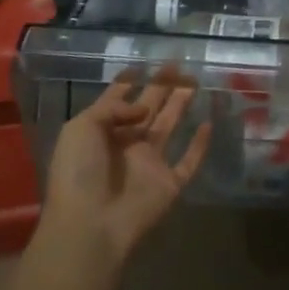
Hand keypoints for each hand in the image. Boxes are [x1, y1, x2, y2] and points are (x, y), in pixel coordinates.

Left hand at [41, 73, 210, 268]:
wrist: (91, 225)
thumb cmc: (79, 172)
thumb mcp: (82, 127)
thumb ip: (113, 108)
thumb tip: (144, 109)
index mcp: (101, 132)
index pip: (117, 101)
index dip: (129, 82)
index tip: (143, 64)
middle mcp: (126, 144)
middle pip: (148, 108)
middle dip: (162, 86)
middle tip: (179, 65)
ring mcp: (149, 164)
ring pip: (169, 127)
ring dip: (180, 105)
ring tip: (195, 81)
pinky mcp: (169, 183)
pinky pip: (189, 161)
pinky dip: (200, 145)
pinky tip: (209, 124)